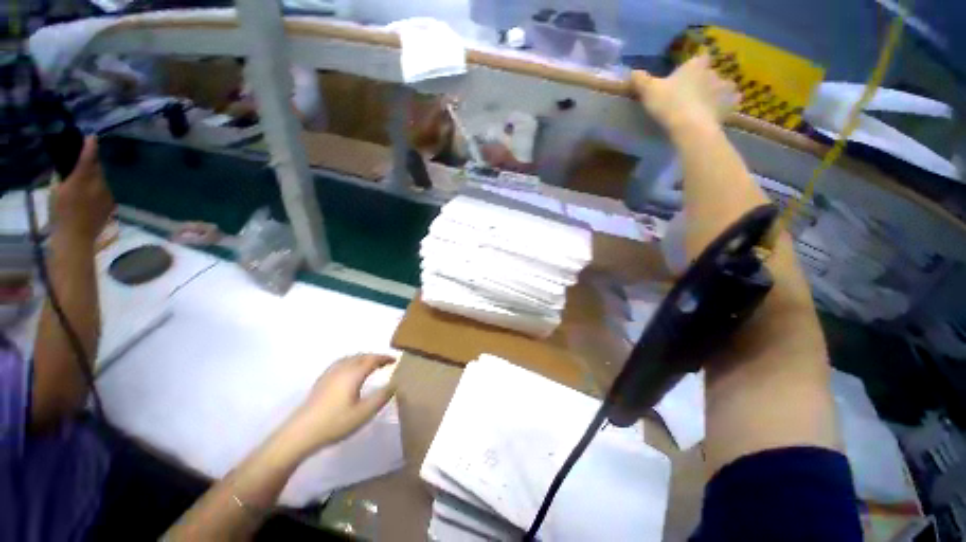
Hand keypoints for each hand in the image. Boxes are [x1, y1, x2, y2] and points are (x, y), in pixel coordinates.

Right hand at [52, 137, 114, 244]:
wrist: (76, 237)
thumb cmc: (60, 214)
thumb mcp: (56, 192)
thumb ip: (63, 177)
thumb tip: (67, 168)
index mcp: (81, 180)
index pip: (87, 159)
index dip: (90, 147)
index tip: (92, 137)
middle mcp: (97, 185)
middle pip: (97, 168)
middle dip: (92, 162)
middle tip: (85, 159)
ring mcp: (106, 195)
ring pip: (102, 180)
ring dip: (95, 177)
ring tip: (86, 180)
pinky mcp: (110, 204)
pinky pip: (104, 191)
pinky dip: (98, 189)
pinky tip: (91, 194)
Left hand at [279, 354, 396, 458]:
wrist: (300, 433)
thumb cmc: (335, 423)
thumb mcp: (364, 413)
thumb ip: (381, 397)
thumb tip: (395, 384)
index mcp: (354, 373)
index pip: (373, 359)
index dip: (385, 358)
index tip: (395, 360)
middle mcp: (342, 368)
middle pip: (361, 356)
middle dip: (375, 357)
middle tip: (385, 362)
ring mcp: (329, 374)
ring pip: (350, 358)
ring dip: (363, 358)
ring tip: (371, 364)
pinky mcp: (321, 381)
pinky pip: (341, 363)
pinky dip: (351, 362)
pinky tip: (350, 371)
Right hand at [631, 55, 739, 131]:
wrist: (690, 127)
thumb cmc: (669, 104)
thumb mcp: (649, 91)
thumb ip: (641, 80)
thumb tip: (633, 72)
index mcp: (695, 66)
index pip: (700, 58)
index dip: (695, 64)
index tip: (688, 73)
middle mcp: (713, 73)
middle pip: (712, 72)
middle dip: (706, 79)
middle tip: (695, 92)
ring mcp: (724, 89)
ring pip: (726, 85)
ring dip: (720, 91)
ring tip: (709, 102)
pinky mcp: (729, 107)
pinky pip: (732, 102)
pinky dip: (728, 105)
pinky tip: (720, 112)